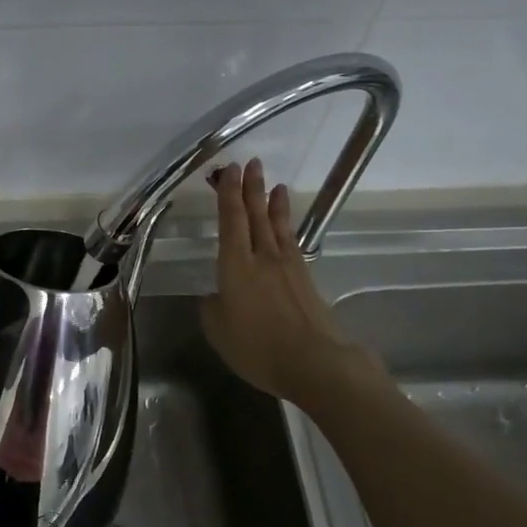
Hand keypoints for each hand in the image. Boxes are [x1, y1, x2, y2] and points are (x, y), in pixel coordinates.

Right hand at [200, 158, 377, 408]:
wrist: (313, 362)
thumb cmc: (257, 347)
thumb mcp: (218, 330)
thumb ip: (212, 307)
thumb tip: (217, 295)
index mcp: (235, 266)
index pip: (230, 221)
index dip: (229, 194)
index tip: (229, 171)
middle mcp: (261, 258)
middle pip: (255, 215)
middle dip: (251, 188)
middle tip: (250, 163)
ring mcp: (287, 267)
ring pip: (276, 226)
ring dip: (272, 203)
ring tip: (274, 183)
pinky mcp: (305, 279)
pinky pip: (292, 242)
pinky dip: (287, 226)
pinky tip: (285, 224)